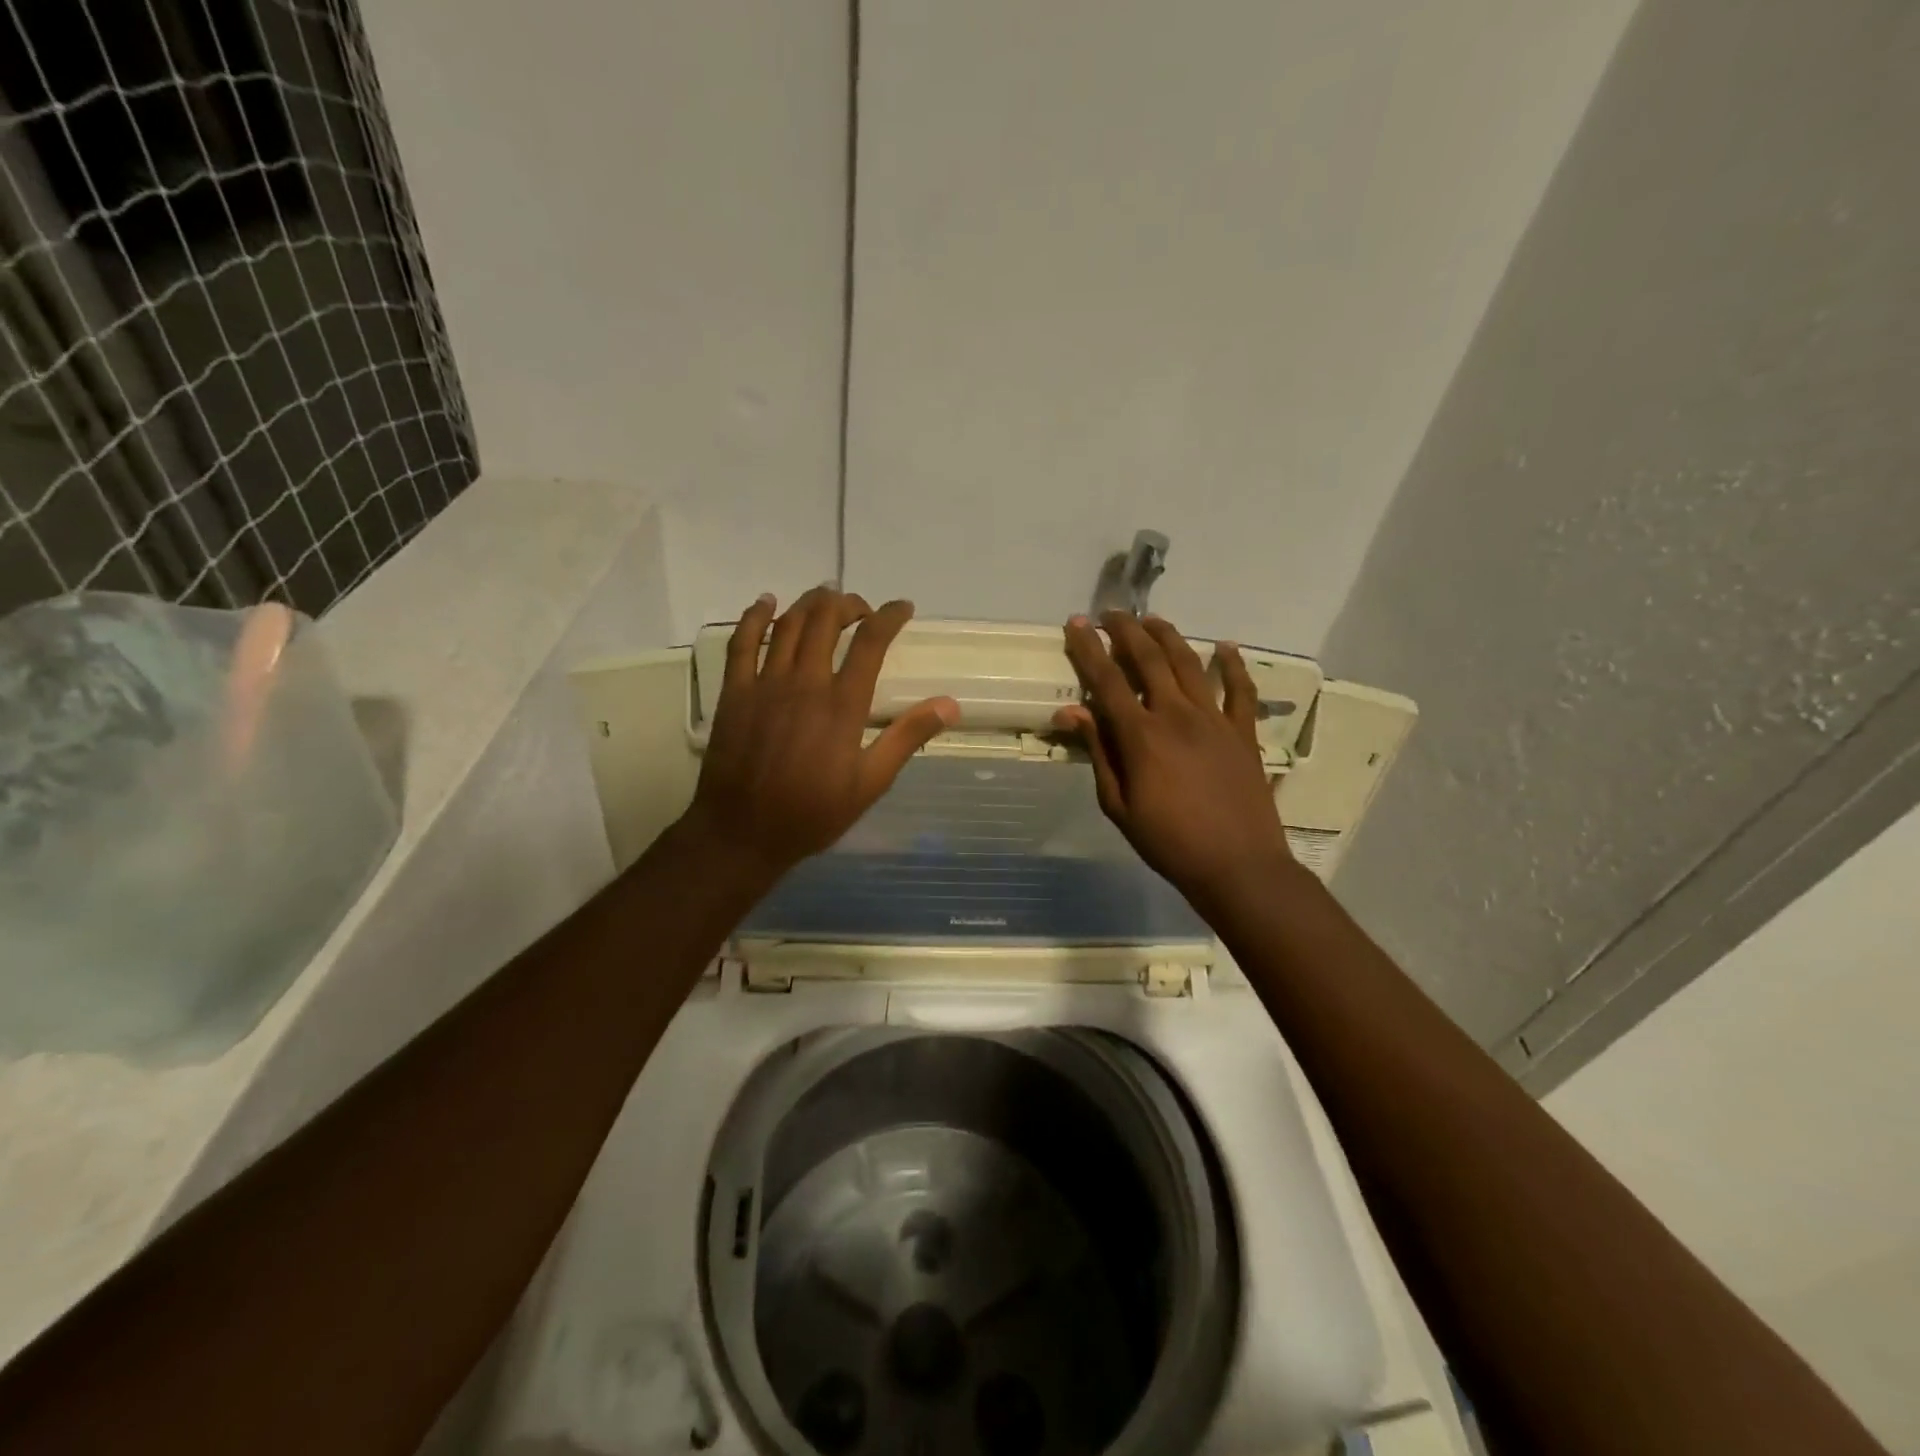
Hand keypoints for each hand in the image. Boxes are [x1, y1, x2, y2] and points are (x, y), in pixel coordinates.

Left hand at [682, 586, 959, 884]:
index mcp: (842, 704)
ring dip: (810, 604)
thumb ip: (907, 738)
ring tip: (826, 600)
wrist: (742, 832)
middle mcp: (804, 683)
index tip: (903, 608)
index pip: (870, 642)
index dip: (889, 617)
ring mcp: (764, 684)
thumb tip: (950, 704)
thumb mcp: (870, 783)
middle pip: (826, 620)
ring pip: (788, 624)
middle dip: (848, 604)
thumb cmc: (812, 812)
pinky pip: (741, 642)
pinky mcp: (734, 692)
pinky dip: (755, 616)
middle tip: (862, 609)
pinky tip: (767, 603)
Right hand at [1053, 611, 1292, 909]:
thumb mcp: (1118, 804)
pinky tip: (1225, 647)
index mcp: (1141, 736)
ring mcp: (1215, 720)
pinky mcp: (1244, 732)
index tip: (1076, 624)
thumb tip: (1072, 713)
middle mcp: (1177, 715)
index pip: (1107, 680)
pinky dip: (1233, 665)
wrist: (1237, 865)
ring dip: (1167, 636)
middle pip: (1149, 659)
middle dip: (1126, 630)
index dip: (1089, 649)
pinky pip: (1241, 690)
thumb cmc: (1168, 841)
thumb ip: (1099, 753)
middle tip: (1111, 613)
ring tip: (1151, 620)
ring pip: (1189, 663)